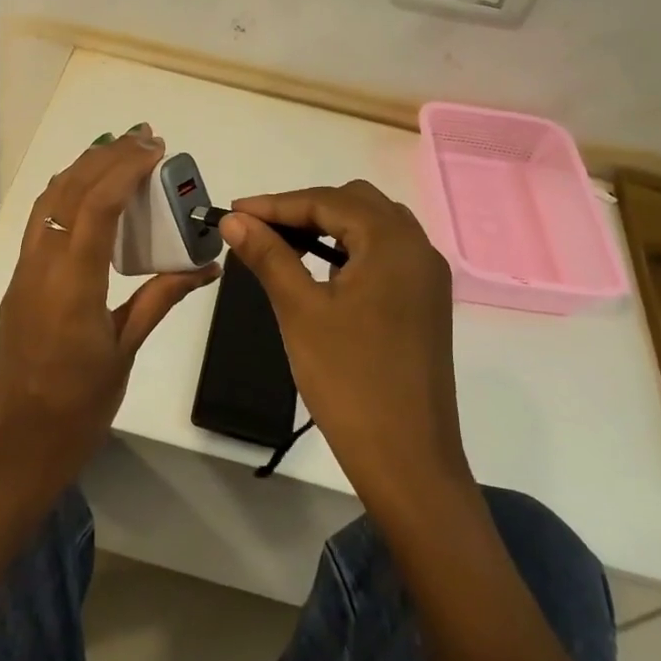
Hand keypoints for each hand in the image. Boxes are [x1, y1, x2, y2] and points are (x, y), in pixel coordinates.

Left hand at [0, 126, 219, 493]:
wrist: (23, 441)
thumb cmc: (82, 403)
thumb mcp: (127, 348)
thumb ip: (161, 297)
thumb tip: (206, 265)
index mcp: (72, 285)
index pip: (95, 206)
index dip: (124, 169)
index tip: (154, 148)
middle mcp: (41, 267)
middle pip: (67, 191)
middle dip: (105, 156)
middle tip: (143, 137)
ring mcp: (24, 272)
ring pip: (47, 201)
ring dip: (82, 169)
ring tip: (118, 151)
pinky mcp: (19, 281)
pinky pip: (40, 222)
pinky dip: (65, 194)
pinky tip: (89, 193)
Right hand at [219, 181, 467, 503]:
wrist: (407, 459)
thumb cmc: (349, 380)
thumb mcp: (300, 311)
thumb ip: (268, 255)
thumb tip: (235, 219)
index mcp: (393, 242)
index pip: (327, 201)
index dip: (275, 204)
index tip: (232, 212)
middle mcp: (418, 248)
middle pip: (355, 203)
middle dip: (304, 209)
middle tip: (259, 230)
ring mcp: (427, 277)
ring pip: (373, 227)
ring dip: (329, 226)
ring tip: (284, 245)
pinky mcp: (426, 302)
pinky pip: (385, 254)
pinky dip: (350, 250)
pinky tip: (322, 270)